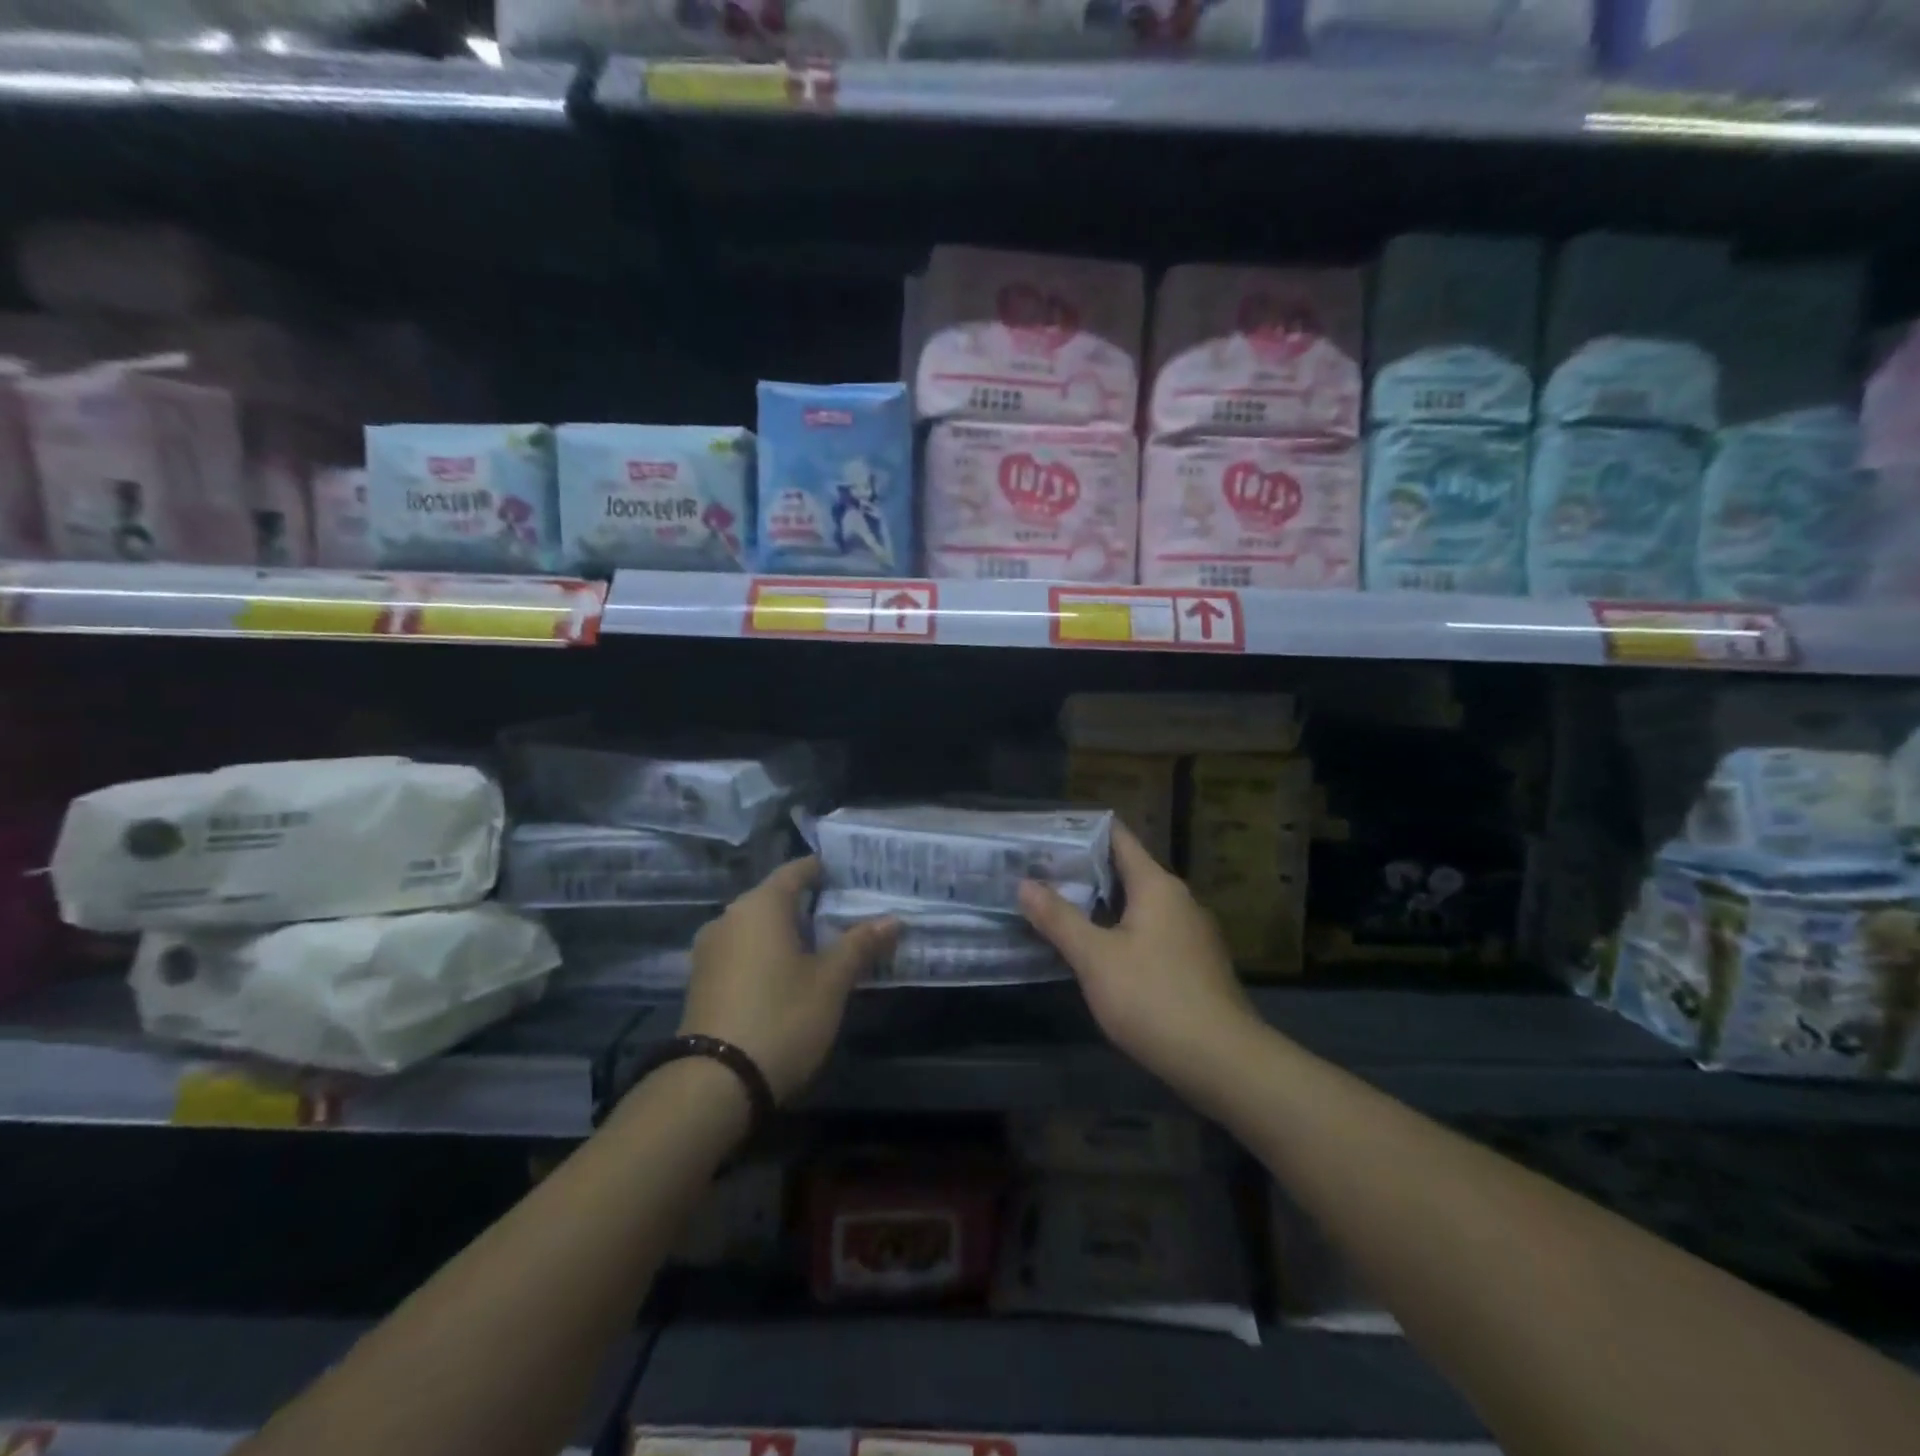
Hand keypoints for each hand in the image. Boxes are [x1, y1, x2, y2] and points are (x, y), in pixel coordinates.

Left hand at [679, 857, 898, 1102]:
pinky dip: (768, 954)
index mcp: (761, 905)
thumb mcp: (831, 982)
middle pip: (776, 898)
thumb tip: (893, 918)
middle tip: (848, 916)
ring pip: (758, 928)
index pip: (796, 870)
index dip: (824, 870)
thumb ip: (860, 945)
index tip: (852, 876)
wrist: (714, 1085)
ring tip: (825, 948)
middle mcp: (730, 917)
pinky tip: (790, 976)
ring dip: (789, 933)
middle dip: (811, 906)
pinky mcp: (702, 981)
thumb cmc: (781, 1018)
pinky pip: (743, 952)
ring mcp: (710, 950)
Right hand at [1019, 825, 1257, 1092]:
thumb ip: (1059, 918)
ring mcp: (1191, 934)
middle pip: (1127, 872)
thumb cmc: (1153, 998)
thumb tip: (1025, 884)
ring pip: (1138, 906)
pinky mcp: (1194, 965)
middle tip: (1040, 873)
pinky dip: (1121, 931)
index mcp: (1157, 886)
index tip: (1048, 833)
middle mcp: (1179, 900)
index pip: (1119, 839)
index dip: (1084, 831)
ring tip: (1059, 908)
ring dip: (1102, 905)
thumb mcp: (1095, 958)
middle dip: (1085, 872)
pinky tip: (1096, 951)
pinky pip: (1150, 933)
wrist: (1222, 1062)